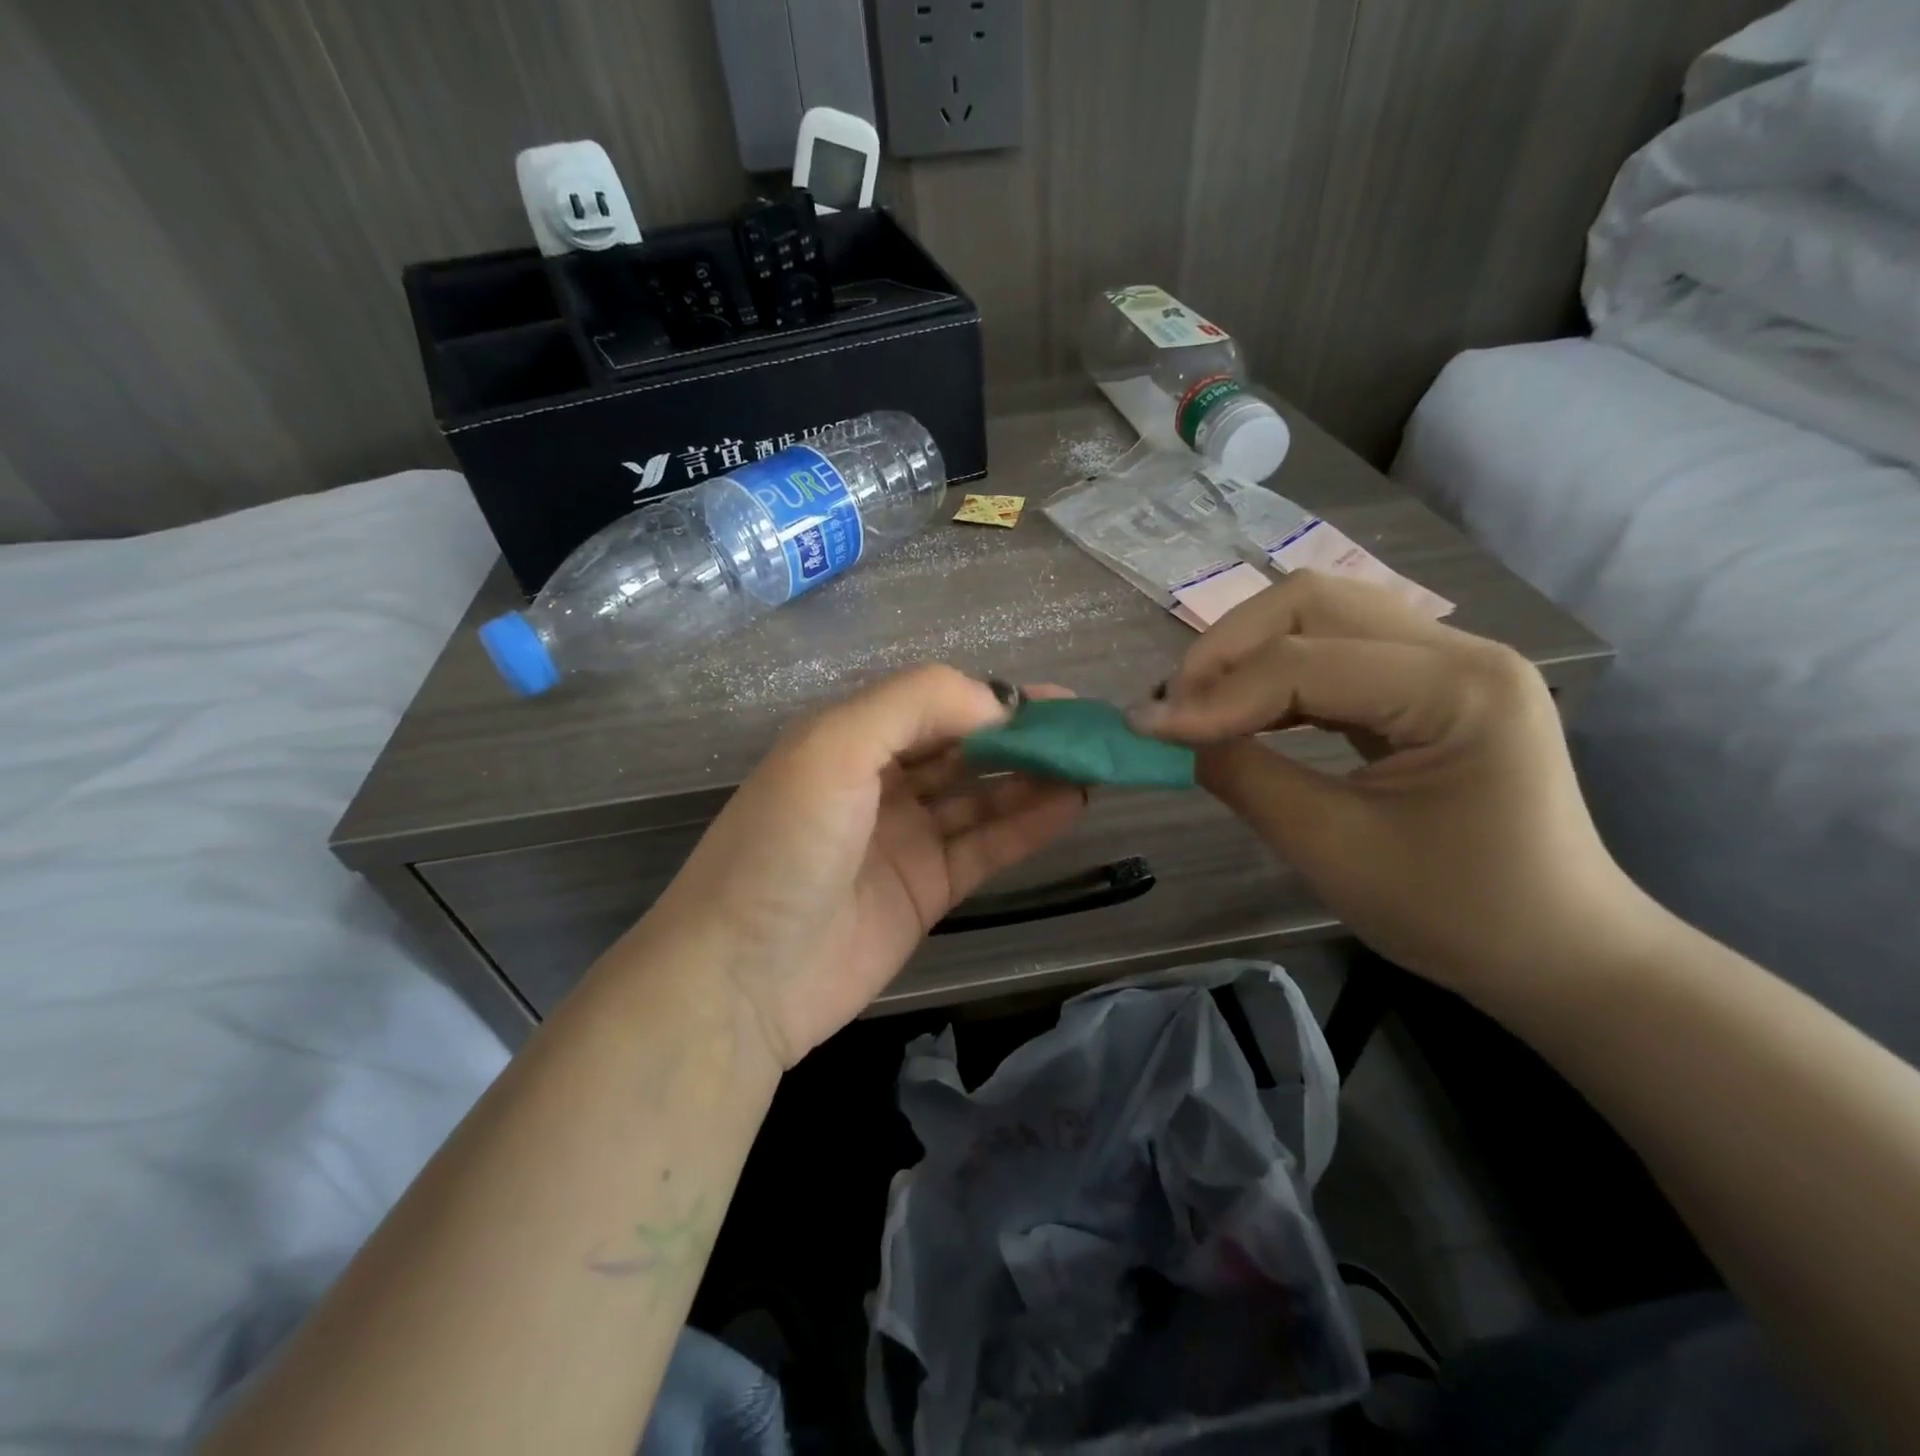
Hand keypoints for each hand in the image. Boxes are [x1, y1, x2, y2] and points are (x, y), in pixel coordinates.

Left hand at [641, 667, 1085, 1067]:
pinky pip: (986, 846)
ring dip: (1034, 777)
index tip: (1056, 702)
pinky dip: (1027, 825)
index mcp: (851, 738)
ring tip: (1092, 765)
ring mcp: (906, 838)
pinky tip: (1071, 804)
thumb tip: (999, 700)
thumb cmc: (783, 847)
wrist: (741, 979)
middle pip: (966, 748)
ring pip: (983, 796)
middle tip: (1089, 732)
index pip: (937, 704)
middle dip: (1024, 736)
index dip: (995, 699)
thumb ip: (915, 705)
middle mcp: (880, 781)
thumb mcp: (834, 749)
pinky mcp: (927, 890)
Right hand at [1131, 573, 1652, 998]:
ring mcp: (1450, 658)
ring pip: (1320, 612)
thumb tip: (1171, 734)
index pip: (1304, 662)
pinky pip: (1336, 647)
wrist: (1556, 950)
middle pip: (1312, 601)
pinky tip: (1245, 708)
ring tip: (1198, 705)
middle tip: (1175, 706)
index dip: (1215, 694)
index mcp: (1459, 688)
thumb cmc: (1455, 913)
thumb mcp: (1332, 849)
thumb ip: (1243, 777)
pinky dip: (1276, 672)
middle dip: (1227, 648)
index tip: (1147, 730)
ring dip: (1247, 652)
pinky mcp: (1430, 680)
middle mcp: (1461, 649)